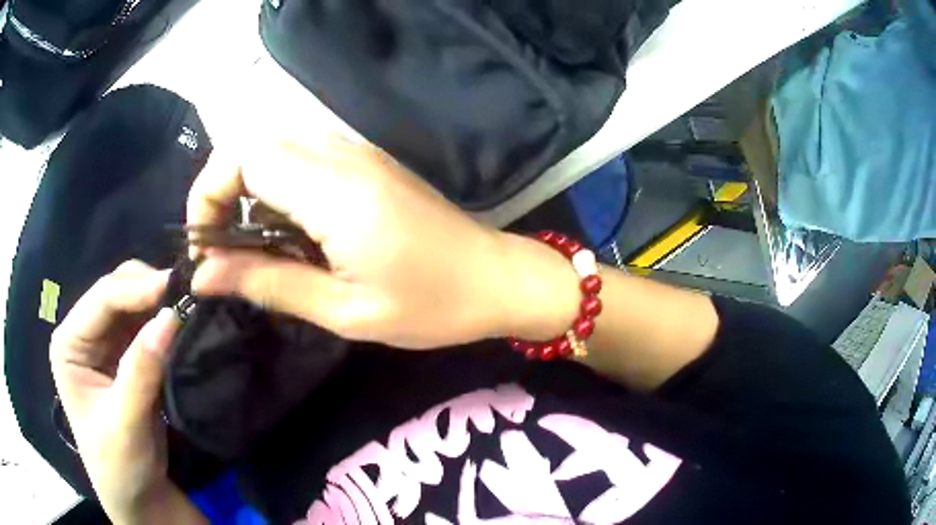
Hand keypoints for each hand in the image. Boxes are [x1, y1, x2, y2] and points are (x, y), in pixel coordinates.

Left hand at [50, 261, 203, 523]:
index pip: (103, 298)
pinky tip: (183, 325)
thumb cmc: (119, 466)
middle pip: (118, 290)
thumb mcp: (126, 423)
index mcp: (69, 343)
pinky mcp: (126, 355)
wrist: (137, 496)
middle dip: (150, 289)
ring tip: (191, 307)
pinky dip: (166, 322)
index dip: (138, 288)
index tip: (178, 288)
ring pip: (135, 302)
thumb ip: (141, 371)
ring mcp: (105, 342)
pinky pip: (147, 325)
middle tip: (188, 297)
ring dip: (161, 304)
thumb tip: (171, 317)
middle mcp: (84, 333)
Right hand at [188, 137, 578, 348]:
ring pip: (277, 147)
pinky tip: (291, 231)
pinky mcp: (368, 160)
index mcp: (336, 192)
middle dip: (222, 189)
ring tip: (255, 246)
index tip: (205, 243)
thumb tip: (203, 273)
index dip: (210, 193)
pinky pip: (304, 156)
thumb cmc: (431, 306)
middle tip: (224, 247)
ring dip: (249, 189)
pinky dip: (278, 186)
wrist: (497, 279)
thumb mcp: (343, 310)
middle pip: (255, 144)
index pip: (245, 157)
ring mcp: (358, 152)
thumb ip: (268, 283)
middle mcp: (343, 155)